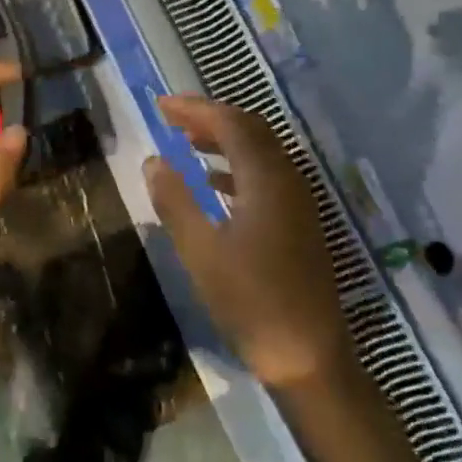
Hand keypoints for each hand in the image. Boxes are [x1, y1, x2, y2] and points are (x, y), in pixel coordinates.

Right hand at [145, 96, 353, 390]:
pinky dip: (238, 166)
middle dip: (211, 117)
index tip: (160, 105)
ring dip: (225, 140)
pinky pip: (267, 175)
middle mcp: (288, 179)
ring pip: (261, 151)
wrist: (308, 355)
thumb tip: (153, 160)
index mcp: (266, 179)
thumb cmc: (250, 301)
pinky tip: (214, 182)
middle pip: (250, 129)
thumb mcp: (201, 251)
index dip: (195, 108)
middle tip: (172, 117)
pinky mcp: (300, 221)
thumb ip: (175, 201)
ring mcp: (298, 201)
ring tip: (187, 141)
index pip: (230, 122)